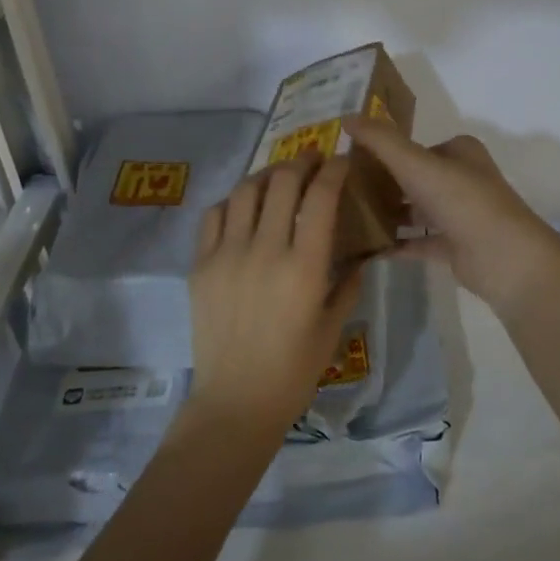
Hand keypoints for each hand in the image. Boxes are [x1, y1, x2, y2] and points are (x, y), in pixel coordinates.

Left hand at [185, 157, 361, 431]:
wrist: (235, 401)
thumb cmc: (294, 371)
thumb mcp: (333, 327)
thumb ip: (348, 284)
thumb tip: (359, 255)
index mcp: (304, 267)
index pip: (320, 198)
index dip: (334, 170)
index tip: (342, 161)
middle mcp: (265, 251)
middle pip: (282, 182)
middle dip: (302, 161)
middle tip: (313, 159)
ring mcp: (227, 255)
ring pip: (245, 191)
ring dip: (266, 174)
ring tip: (279, 176)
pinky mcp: (201, 265)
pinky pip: (214, 215)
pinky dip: (233, 201)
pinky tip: (244, 206)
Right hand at [343, 116, 559, 318]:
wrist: (503, 257)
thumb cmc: (461, 200)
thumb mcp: (415, 163)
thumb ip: (381, 140)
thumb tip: (347, 118)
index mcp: (460, 152)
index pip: (416, 146)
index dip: (386, 150)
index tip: (351, 159)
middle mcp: (463, 179)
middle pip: (415, 178)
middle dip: (383, 183)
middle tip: (343, 189)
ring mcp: (461, 215)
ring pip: (416, 210)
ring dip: (388, 213)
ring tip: (347, 217)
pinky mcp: (456, 246)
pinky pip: (419, 241)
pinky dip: (396, 243)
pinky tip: (366, 246)